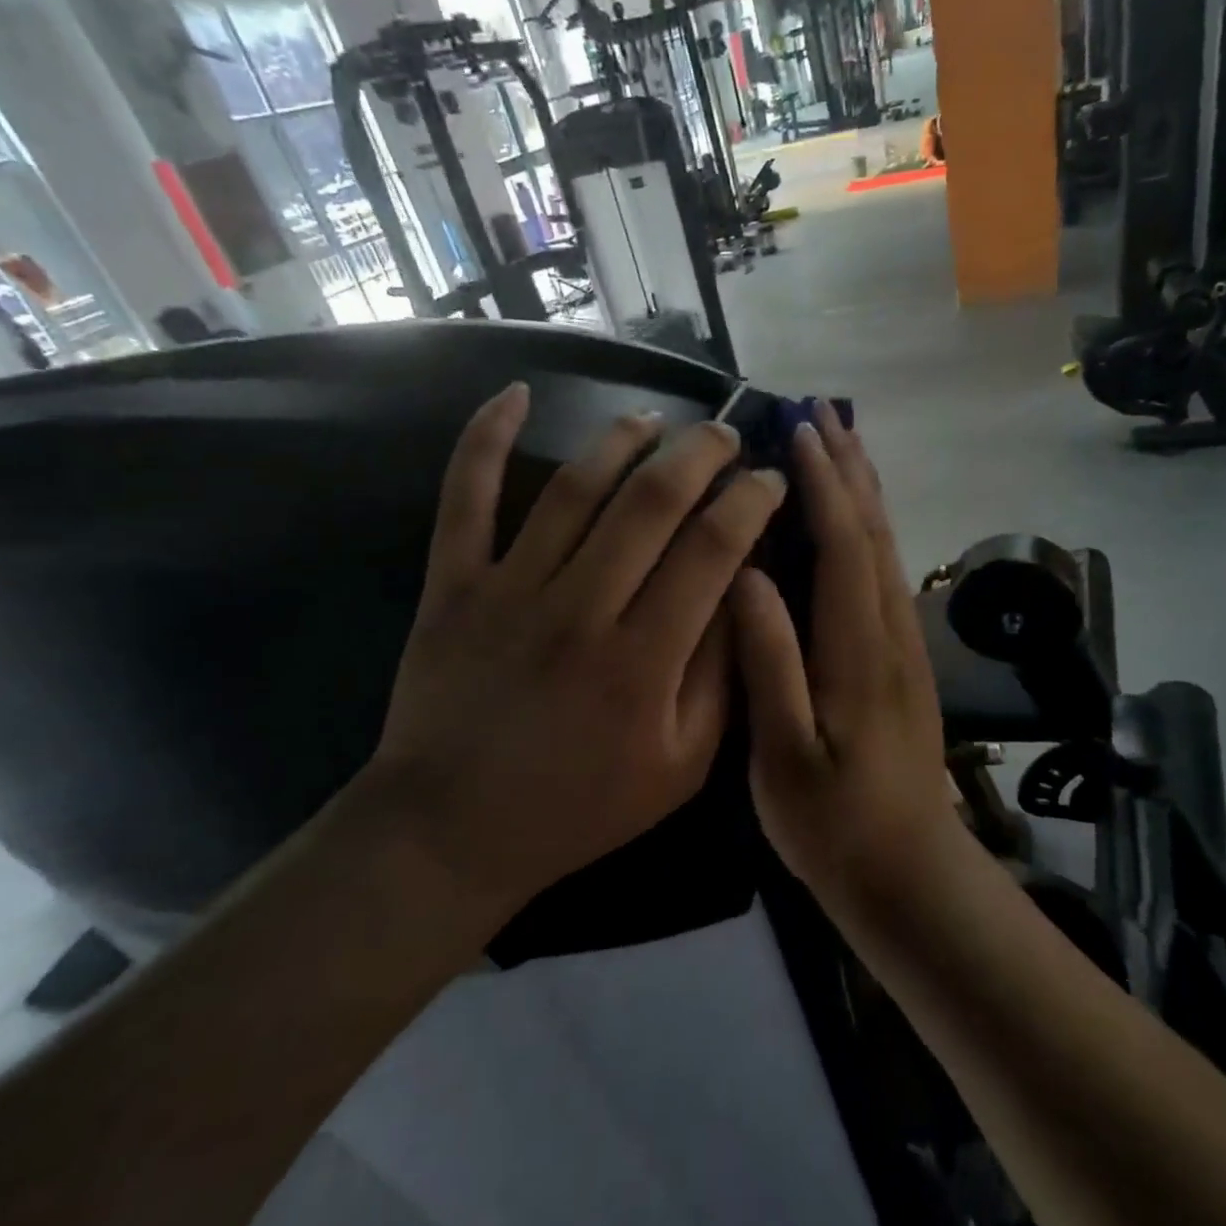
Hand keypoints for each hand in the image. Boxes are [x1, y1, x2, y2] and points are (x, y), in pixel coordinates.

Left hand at [367, 383, 787, 918]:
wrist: (453, 830)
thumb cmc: (582, 805)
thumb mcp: (682, 765)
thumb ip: (719, 675)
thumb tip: (742, 589)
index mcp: (643, 660)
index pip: (713, 550)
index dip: (752, 502)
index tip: (772, 479)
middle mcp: (580, 610)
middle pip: (652, 502)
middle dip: (701, 454)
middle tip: (726, 435)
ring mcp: (509, 590)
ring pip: (574, 488)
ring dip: (622, 440)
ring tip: (656, 421)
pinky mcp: (453, 585)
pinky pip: (464, 498)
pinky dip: (485, 440)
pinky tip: (514, 394)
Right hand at [731, 405, 956, 890]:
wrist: (908, 872)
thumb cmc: (835, 822)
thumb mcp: (784, 754)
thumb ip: (771, 663)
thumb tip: (747, 577)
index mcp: (859, 649)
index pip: (845, 544)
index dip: (824, 483)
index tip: (799, 430)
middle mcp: (891, 632)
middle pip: (876, 532)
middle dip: (850, 469)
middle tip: (822, 413)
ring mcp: (904, 645)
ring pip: (887, 549)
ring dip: (865, 491)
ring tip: (840, 445)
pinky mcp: (904, 659)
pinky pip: (887, 573)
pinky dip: (870, 529)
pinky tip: (854, 521)